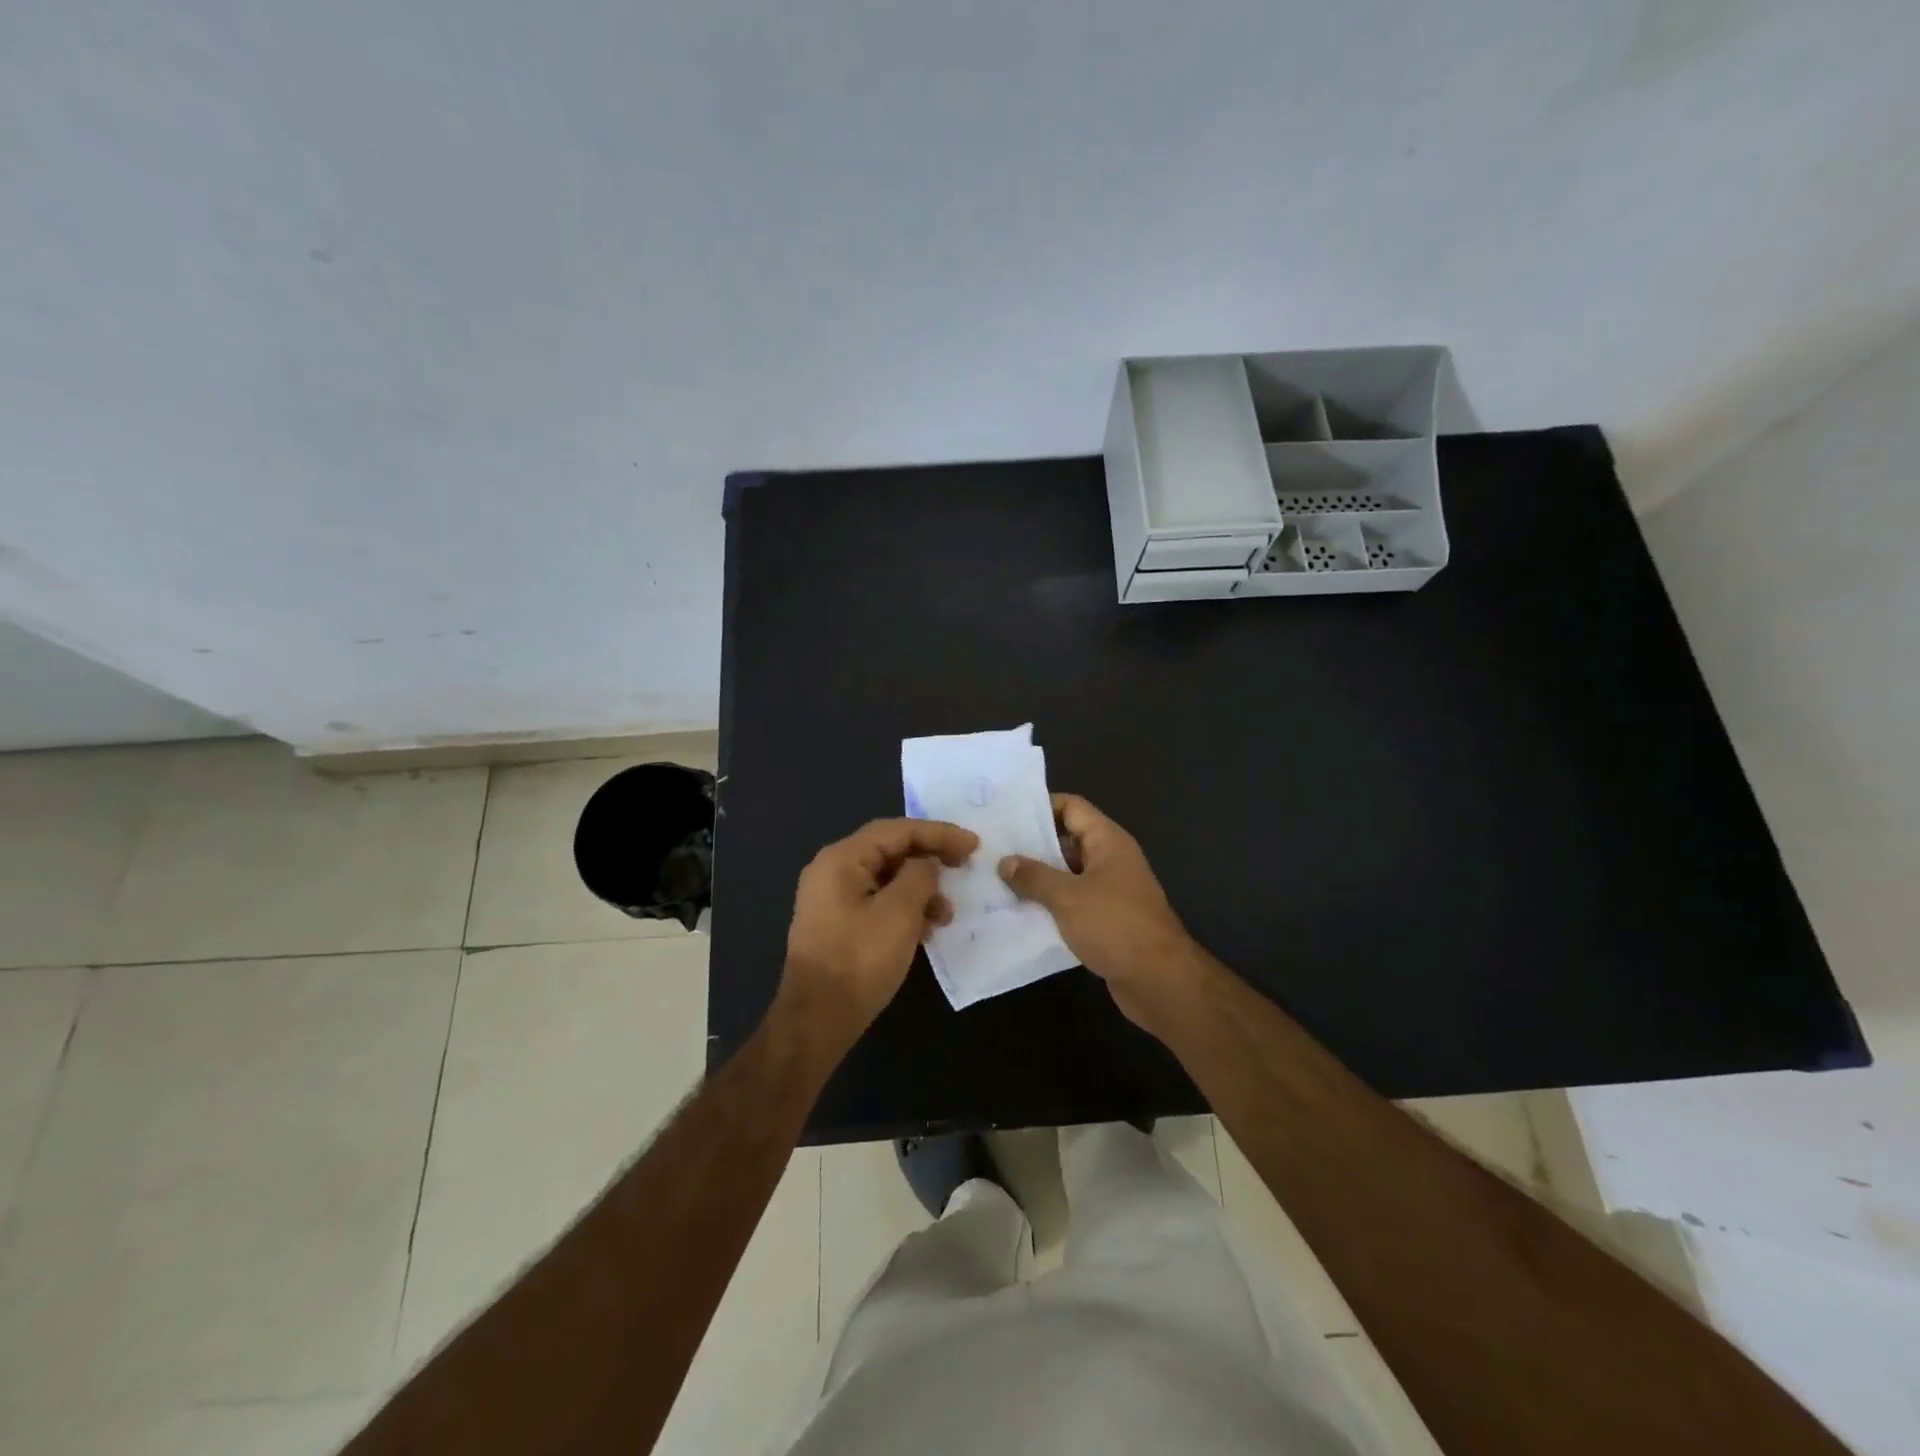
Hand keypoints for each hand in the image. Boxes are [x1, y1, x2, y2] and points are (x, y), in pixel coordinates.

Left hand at [781, 817, 979, 1039]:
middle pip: (890, 851)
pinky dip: (904, 909)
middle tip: (965, 867)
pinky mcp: (837, 923)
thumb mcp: (899, 913)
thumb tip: (926, 865)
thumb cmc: (859, 960)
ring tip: (947, 914)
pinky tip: (925, 930)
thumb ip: (919, 876)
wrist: (817, 1019)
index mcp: (842, 859)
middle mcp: (832, 870)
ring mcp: (832, 898)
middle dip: (930, 859)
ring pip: (886, 879)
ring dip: (920, 890)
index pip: (897, 830)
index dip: (939, 833)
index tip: (973, 845)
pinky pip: (877, 902)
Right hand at [999, 794, 1204, 1031]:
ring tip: (998, 880)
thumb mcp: (1067, 897)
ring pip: (1068, 874)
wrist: (1159, 980)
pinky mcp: (1106, 920)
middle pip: (1067, 840)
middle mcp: (1110, 859)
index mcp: (1108, 841)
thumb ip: (1034, 876)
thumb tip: (1005, 862)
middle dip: (1032, 845)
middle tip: (993, 849)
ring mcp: (1110, 890)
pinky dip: (1050, 904)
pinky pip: (1073, 902)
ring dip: (1039, 878)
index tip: (1006, 816)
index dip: (1040, 806)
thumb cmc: (1115, 925)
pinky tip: (1020, 912)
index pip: (1072, 807)